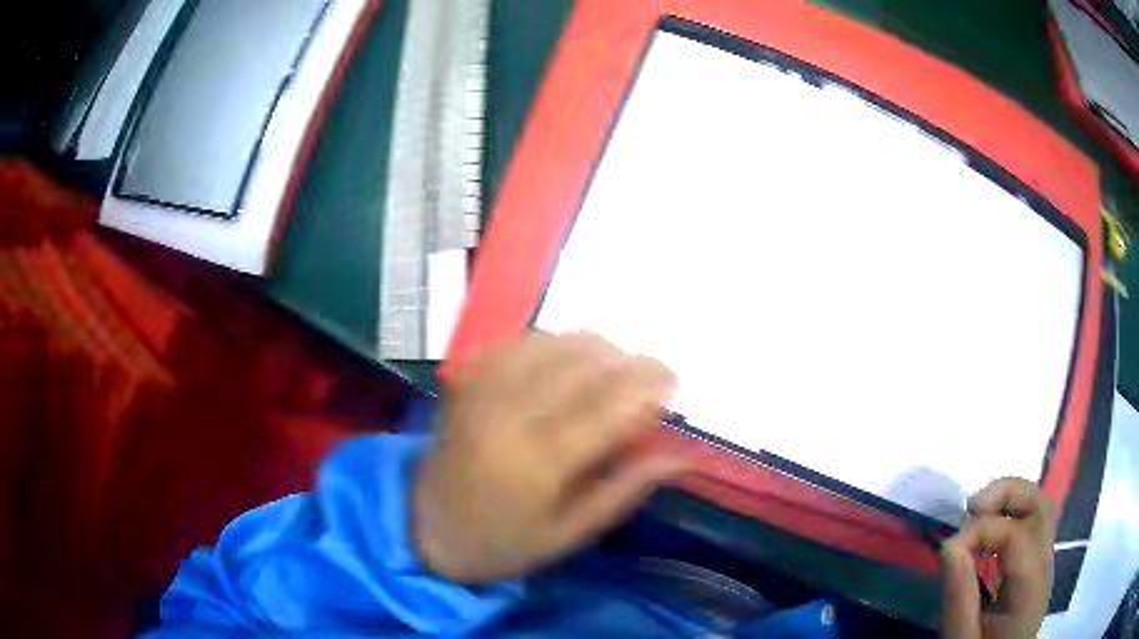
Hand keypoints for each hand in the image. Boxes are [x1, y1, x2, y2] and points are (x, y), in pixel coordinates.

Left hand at [413, 332, 688, 583]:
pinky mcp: (468, 376)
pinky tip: (570, 363)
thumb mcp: (571, 534)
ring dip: (599, 349)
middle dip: (634, 362)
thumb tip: (685, 453)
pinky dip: (558, 343)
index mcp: (539, 461)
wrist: (426, 528)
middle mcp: (511, 412)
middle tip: (655, 378)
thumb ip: (627, 488)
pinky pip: (523, 340)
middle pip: (588, 362)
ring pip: (557, 341)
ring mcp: (484, 387)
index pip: (612, 405)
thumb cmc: (503, 543)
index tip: (677, 386)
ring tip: (617, 372)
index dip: (653, 385)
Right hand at [941, 478, 1054, 638]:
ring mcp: (1043, 565)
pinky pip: (1030, 526)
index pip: (1017, 535)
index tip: (946, 550)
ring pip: (1038, 509)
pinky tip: (986, 535)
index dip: (981, 530)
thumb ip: (959, 600)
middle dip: (1007, 494)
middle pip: (1040, 506)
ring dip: (1008, 501)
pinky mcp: (1034, 568)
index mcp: (1031, 590)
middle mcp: (1045, 567)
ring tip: (975, 514)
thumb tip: (950, 545)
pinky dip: (1009, 517)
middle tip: (970, 507)